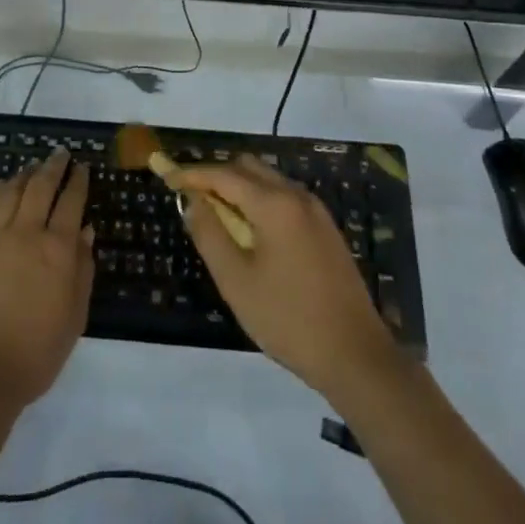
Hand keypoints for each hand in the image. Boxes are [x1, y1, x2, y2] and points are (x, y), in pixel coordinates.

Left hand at [0, 148, 94, 412]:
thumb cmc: (37, 352)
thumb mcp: (75, 315)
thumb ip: (83, 269)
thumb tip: (86, 231)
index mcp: (58, 249)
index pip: (71, 202)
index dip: (78, 181)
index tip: (83, 167)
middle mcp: (27, 233)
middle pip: (41, 186)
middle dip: (54, 166)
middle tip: (61, 154)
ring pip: (12, 191)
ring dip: (26, 174)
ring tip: (34, 166)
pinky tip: (1, 185)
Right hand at [172, 156, 402, 400]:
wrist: (356, 355)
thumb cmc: (289, 319)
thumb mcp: (237, 281)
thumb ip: (210, 234)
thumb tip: (192, 202)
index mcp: (274, 204)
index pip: (224, 174)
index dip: (193, 174)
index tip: (168, 178)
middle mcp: (297, 195)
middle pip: (249, 167)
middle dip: (217, 176)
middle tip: (193, 200)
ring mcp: (316, 211)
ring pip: (268, 180)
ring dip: (240, 189)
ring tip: (218, 217)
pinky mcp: (326, 228)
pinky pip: (285, 198)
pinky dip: (261, 201)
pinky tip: (252, 232)